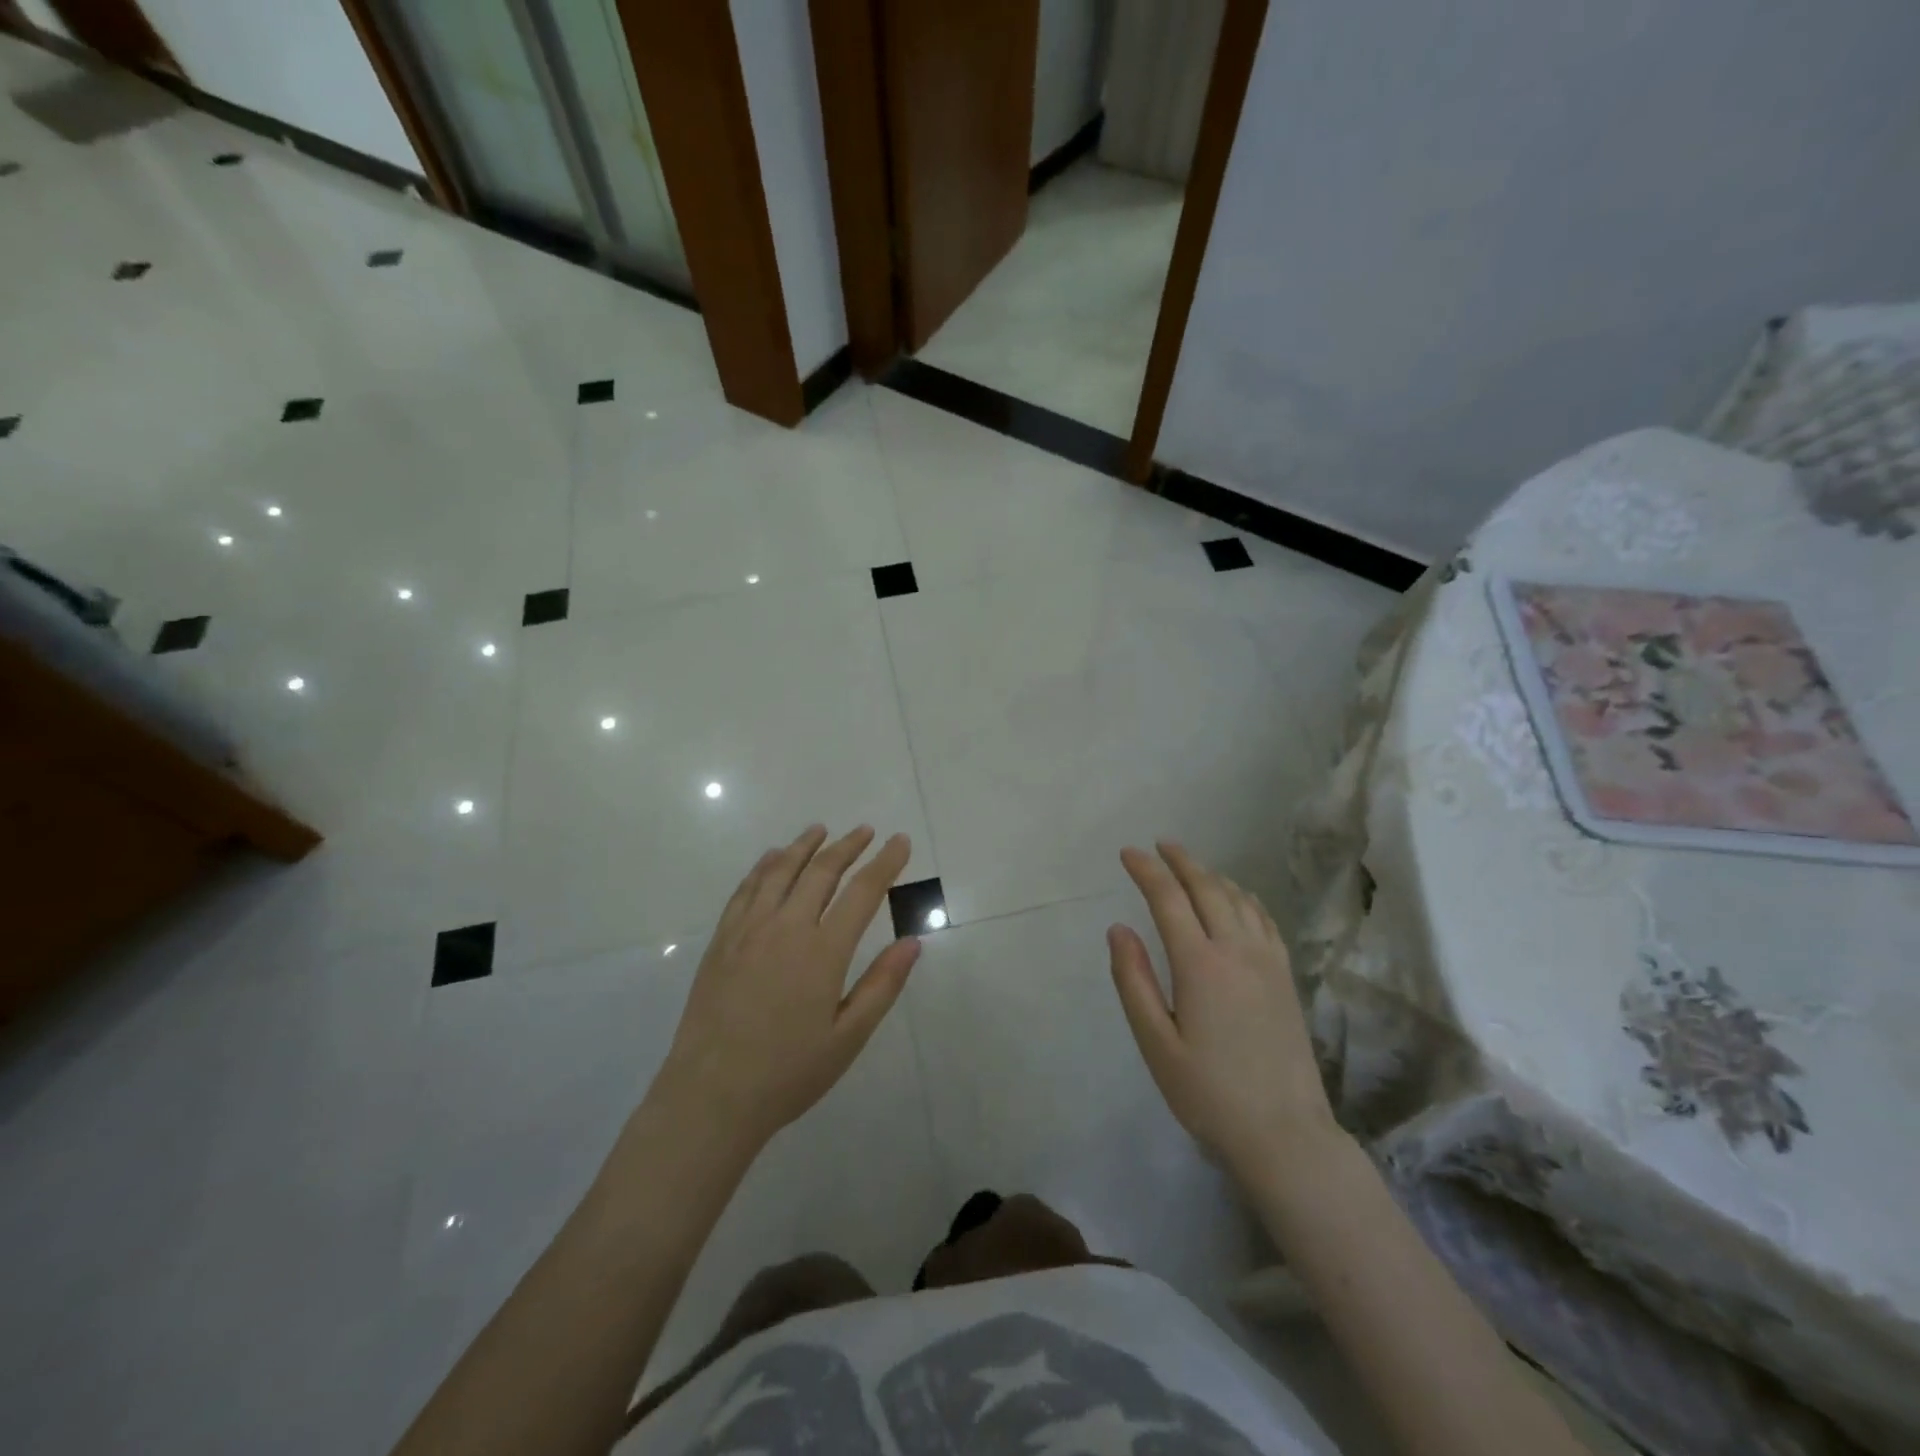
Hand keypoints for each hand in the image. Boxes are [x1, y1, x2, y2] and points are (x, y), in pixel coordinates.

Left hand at [653, 826, 919, 1150]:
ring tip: (821, 830)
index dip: (885, 863)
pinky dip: (763, 866)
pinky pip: (745, 889)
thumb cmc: (788, 1072)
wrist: (710, 1096)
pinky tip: (772, 858)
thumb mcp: (848, 1038)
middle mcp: (786, 928)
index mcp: (823, 951)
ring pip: (780, 871)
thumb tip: (913, 941)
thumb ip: (882, 985)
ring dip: (804, 846)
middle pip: (821, 871)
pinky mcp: (721, 940)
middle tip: (866, 830)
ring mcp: (748, 930)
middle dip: (848, 846)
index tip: (900, 841)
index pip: (862, 892)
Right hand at [1108, 843, 1339, 1173]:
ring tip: (1190, 866)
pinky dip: (1244, 897)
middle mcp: (1237, 950)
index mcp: (1200, 964)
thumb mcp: (1156, 1043)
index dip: (1147, 870)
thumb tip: (1118, 928)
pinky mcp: (1285, 977)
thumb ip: (1133, 980)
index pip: (1169, 898)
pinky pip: (1264, 919)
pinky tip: (1237, 898)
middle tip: (1159, 845)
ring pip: (1239, 899)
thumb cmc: (1208, 1093)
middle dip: (1181, 861)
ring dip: (1211, 874)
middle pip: (1208, 888)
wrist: (1284, 1134)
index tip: (1127, 853)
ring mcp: (1267, 962)